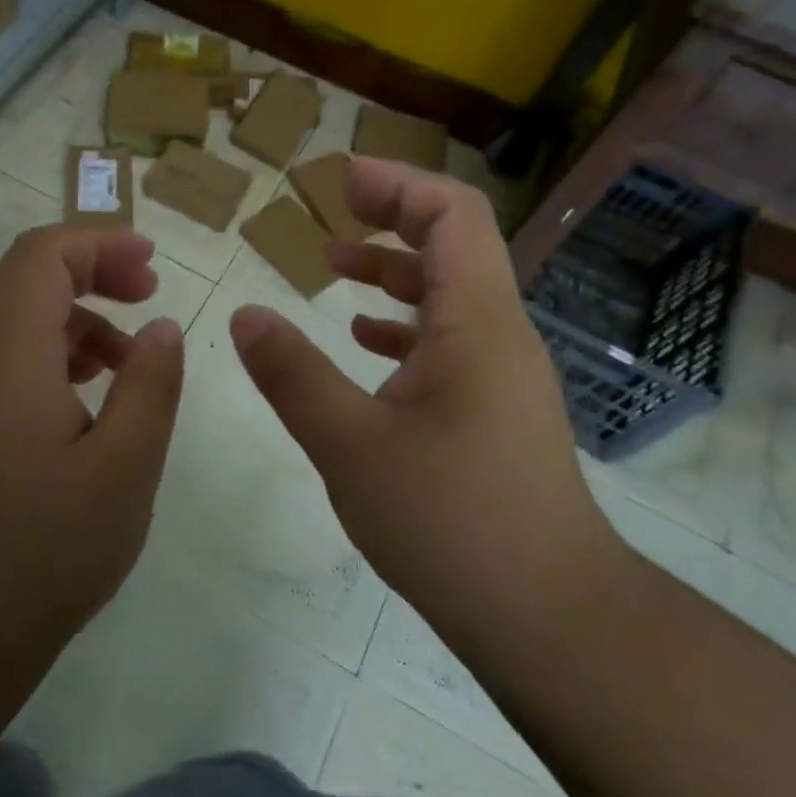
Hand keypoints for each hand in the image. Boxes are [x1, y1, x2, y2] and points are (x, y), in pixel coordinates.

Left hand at [0, 226, 184, 698]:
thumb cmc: (46, 552)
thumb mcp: (125, 468)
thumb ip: (151, 385)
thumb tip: (161, 327)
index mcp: (7, 358)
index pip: (42, 256)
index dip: (99, 242)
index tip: (152, 262)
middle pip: (23, 276)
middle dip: (91, 269)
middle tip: (148, 294)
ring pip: (12, 317)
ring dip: (74, 315)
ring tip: (129, 356)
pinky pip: (2, 357)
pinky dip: (50, 351)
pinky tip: (88, 397)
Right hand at [229, 159, 620, 645]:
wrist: (549, 616)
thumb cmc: (451, 520)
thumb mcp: (350, 444)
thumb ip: (293, 374)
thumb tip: (245, 314)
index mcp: (477, 321)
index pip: (453, 214)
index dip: (398, 183)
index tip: (340, 180)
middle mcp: (499, 334)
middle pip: (454, 245)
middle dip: (391, 219)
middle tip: (331, 213)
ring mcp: (502, 375)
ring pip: (449, 297)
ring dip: (393, 274)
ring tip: (332, 270)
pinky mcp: (495, 412)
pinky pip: (449, 343)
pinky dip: (403, 326)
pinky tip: (362, 342)